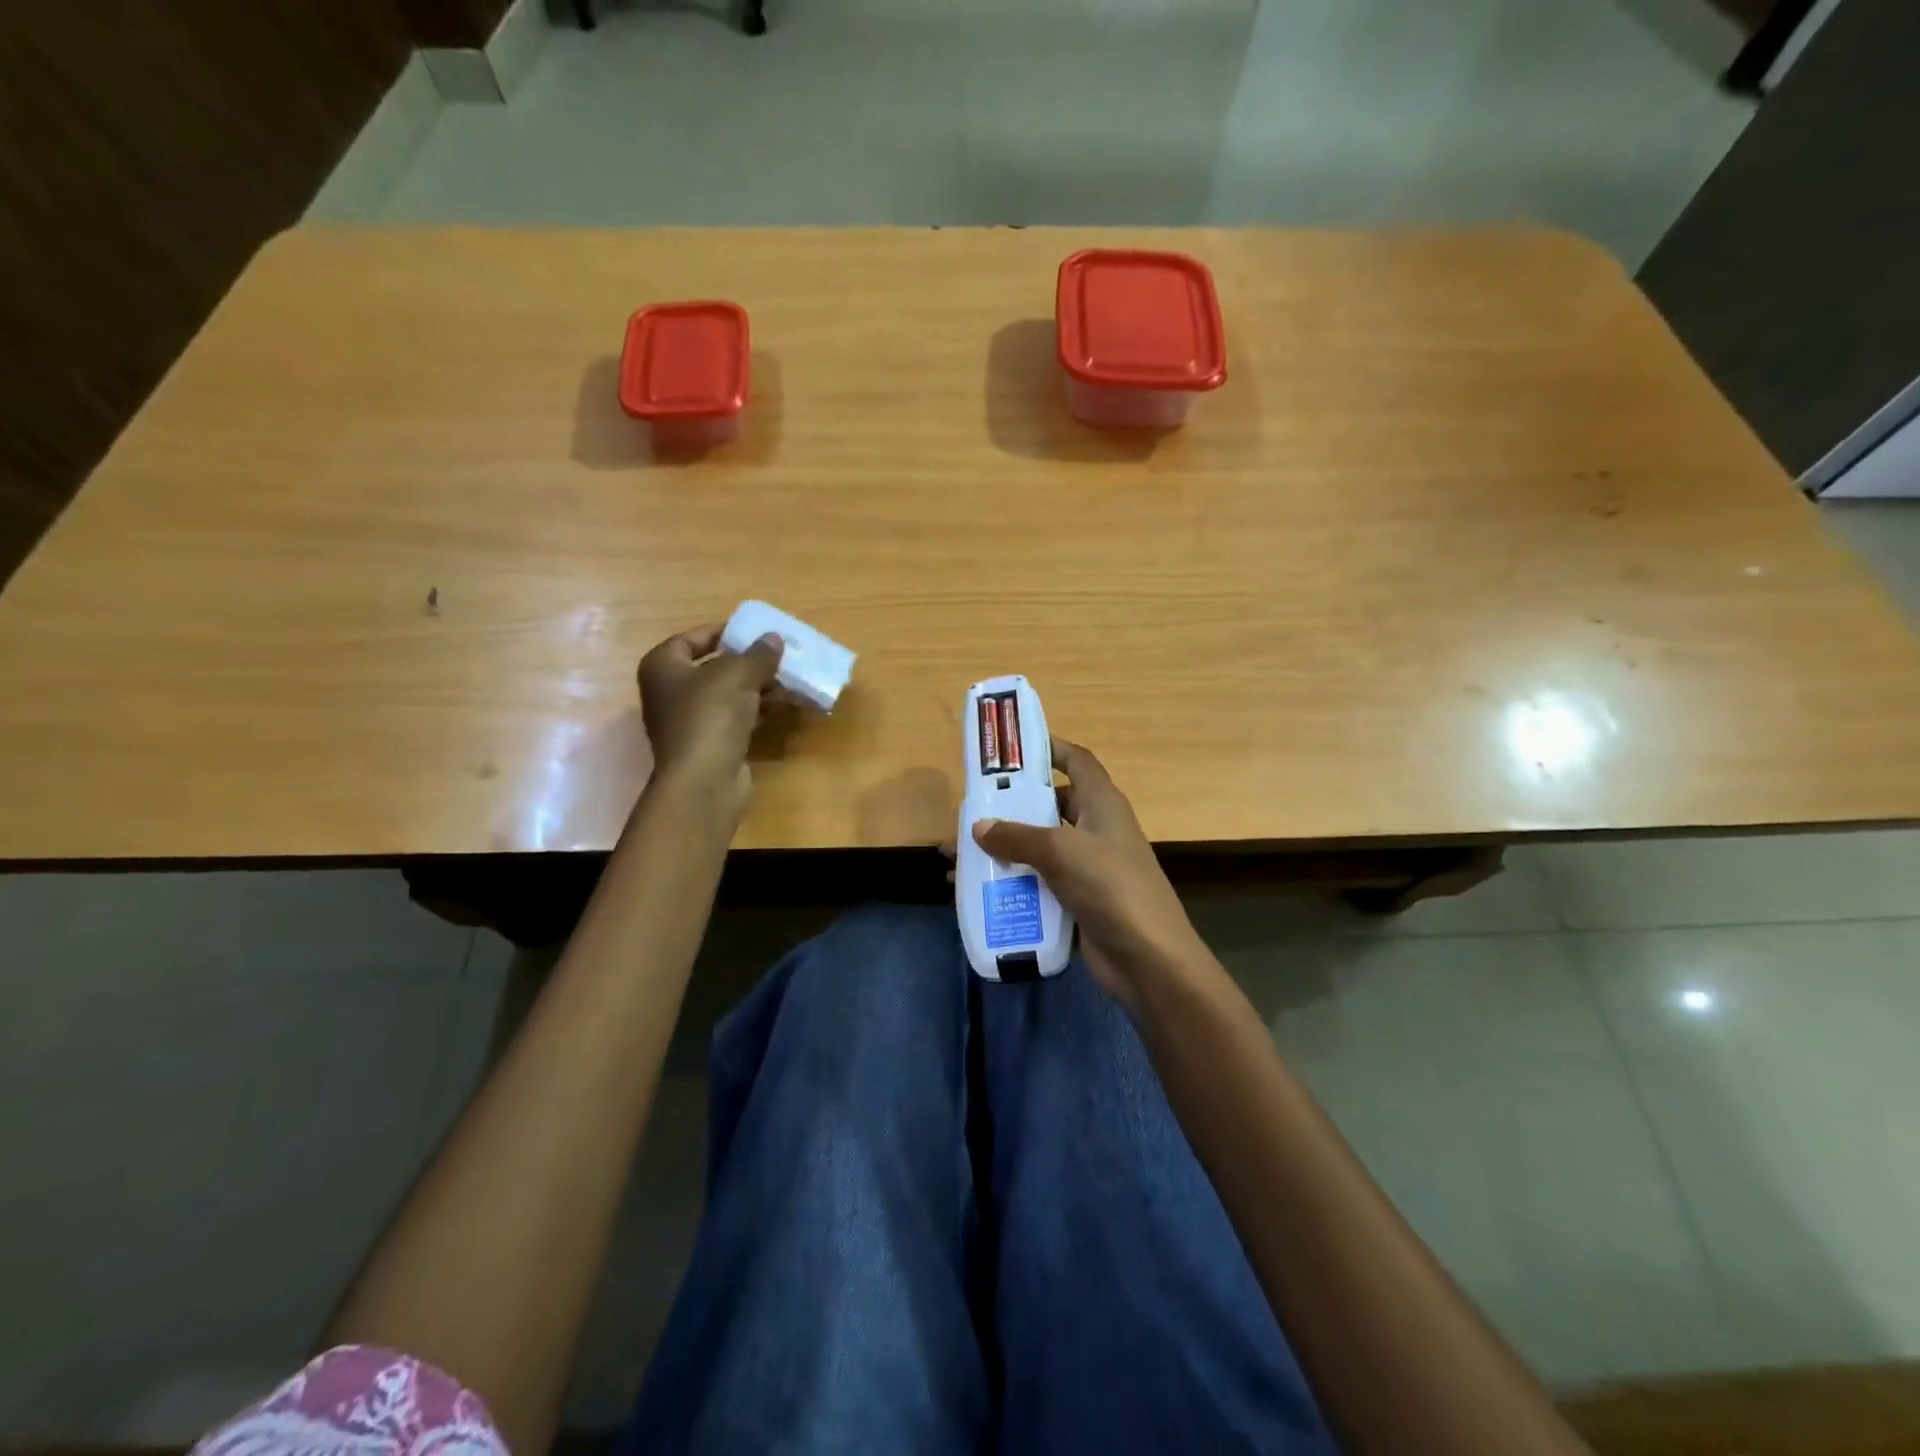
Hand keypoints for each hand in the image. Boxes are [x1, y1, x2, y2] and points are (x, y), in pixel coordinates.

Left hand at [637, 625, 782, 821]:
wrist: (704, 780)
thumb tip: (774, 638)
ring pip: (728, 695)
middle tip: (779, 656)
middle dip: (748, 662)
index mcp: (662, 667)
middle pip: (713, 667)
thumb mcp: (738, 674)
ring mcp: (688, 721)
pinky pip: (735, 718)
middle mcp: (669, 692)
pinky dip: (756, 710)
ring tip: (789, 680)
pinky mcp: (709, 744)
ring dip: (758, 687)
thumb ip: (758, 654)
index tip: (754, 633)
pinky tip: (782, 706)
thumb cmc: (711, 715)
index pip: (691, 638)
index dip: (723, 632)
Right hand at [974, 738, 1212, 1011]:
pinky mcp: (1076, 901)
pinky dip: (1011, 883)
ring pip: (1038, 848)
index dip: (1051, 748)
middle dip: (1012, 807)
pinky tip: (978, 891)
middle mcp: (1095, 830)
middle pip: (1050, 806)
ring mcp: (1087, 868)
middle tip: (970, 808)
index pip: (1077, 761)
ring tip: (960, 854)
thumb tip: (979, 827)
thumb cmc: (1110, 887)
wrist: (1147, 959)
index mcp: (1102, 803)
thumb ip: (1017, 836)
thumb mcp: (1061, 852)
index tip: (1012, 749)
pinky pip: (1038, 883)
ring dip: (1003, 850)